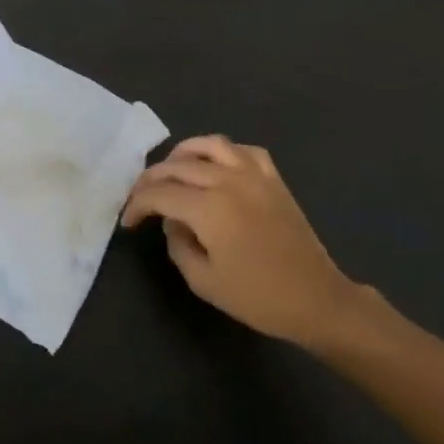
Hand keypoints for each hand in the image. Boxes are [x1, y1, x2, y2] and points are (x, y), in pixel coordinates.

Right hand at [122, 135, 365, 349]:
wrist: (315, 298)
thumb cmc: (257, 297)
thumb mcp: (203, 281)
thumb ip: (178, 245)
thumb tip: (172, 222)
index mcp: (208, 208)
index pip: (159, 194)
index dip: (137, 204)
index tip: (128, 221)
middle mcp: (228, 181)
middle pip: (178, 166)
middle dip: (151, 179)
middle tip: (140, 197)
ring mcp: (254, 174)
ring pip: (209, 145)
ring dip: (183, 153)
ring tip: (172, 169)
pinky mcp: (273, 178)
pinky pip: (243, 150)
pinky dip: (222, 152)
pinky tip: (216, 166)